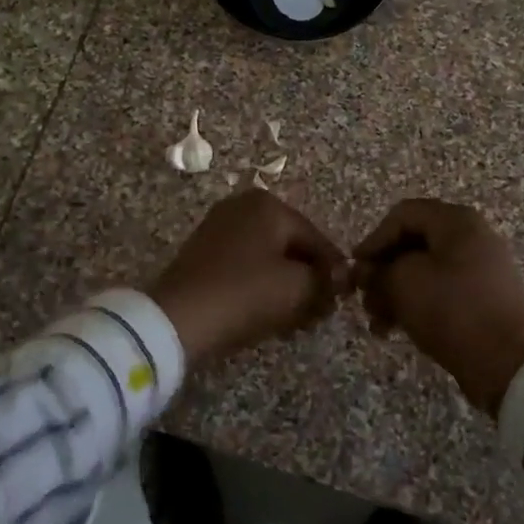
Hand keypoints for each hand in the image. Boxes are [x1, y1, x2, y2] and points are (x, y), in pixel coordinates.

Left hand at [150, 191, 348, 366]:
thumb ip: (327, 279)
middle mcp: (243, 206)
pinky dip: (260, 284)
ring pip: (268, 257)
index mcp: (269, 204)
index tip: (343, 299)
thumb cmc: (245, 293)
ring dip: (286, 285)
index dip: (333, 271)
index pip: (316, 238)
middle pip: (291, 245)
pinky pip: (245, 265)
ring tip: (297, 318)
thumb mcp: (297, 287)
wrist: (178, 319)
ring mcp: (219, 227)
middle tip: (320, 311)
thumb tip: (344, 278)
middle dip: (308, 278)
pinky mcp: (203, 252)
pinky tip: (269, 311)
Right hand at [352, 199, 523, 417]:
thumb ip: (378, 271)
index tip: (355, 269)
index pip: (403, 215)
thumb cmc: (452, 310)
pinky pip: (441, 290)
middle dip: (383, 270)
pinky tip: (395, 329)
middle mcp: (472, 237)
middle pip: (413, 243)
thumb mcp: (404, 283)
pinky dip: (416, 304)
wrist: (507, 362)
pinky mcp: (482, 298)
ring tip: (376, 322)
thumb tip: (367, 272)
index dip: (374, 239)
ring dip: (394, 292)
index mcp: (457, 221)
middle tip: (362, 298)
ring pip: (424, 270)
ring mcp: (481, 268)